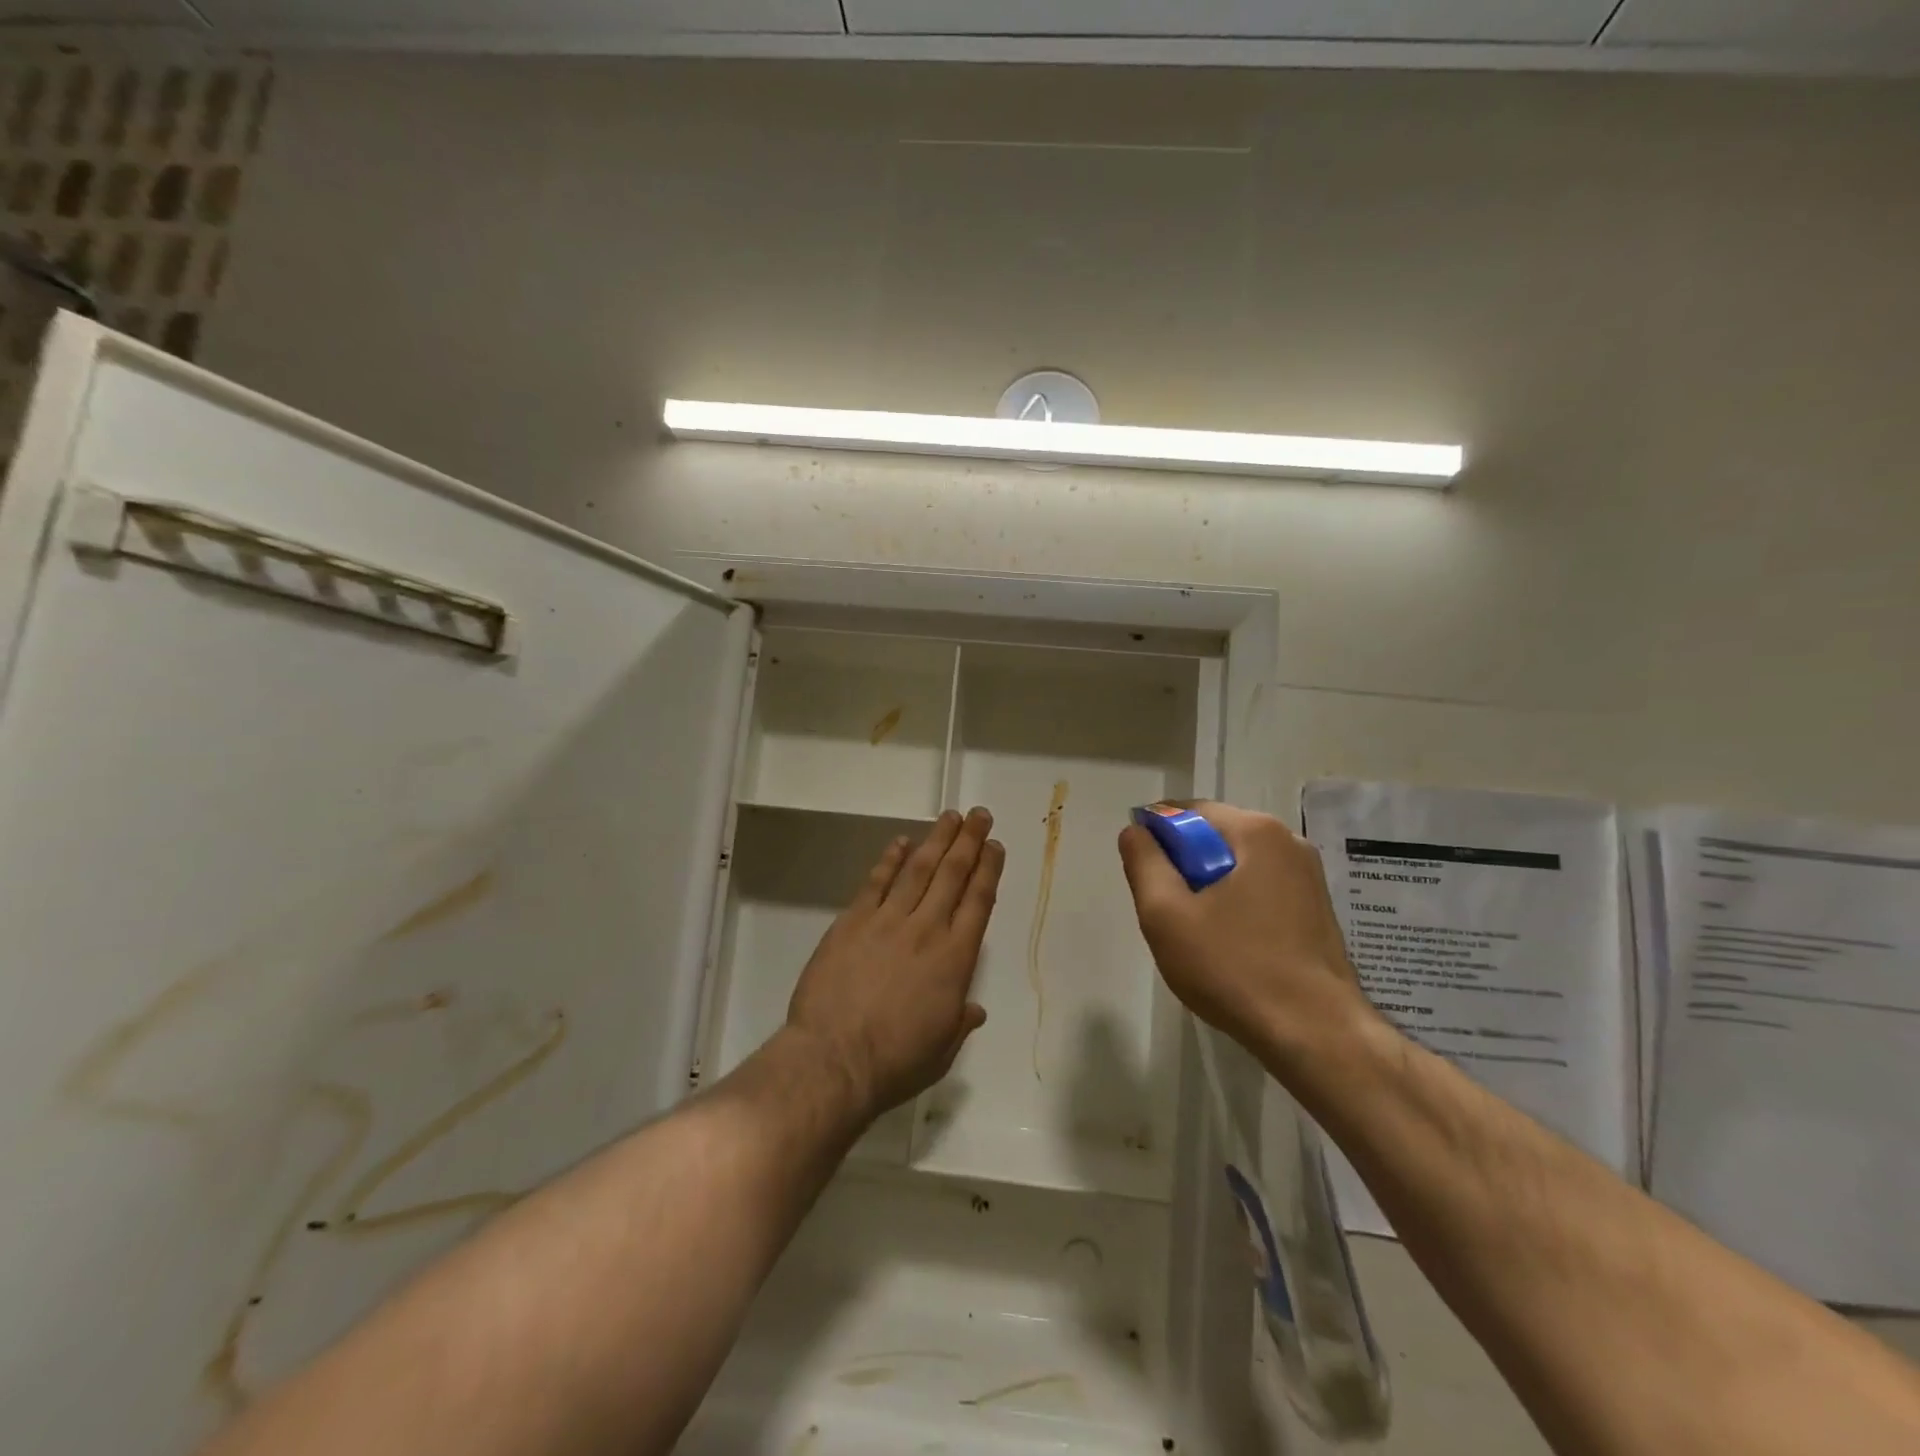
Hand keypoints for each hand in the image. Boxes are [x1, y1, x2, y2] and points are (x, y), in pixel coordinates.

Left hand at [787, 808, 1004, 1121]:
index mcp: (955, 959)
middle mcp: (927, 929)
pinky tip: (901, 842)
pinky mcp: (853, 921)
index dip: (989, 870)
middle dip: (969, 841)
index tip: (995, 846)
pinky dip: (890, 859)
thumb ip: (959, 1023)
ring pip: (918, 869)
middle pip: (953, 874)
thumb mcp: (941, 1050)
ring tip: (950, 817)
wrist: (834, 1059)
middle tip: (979, 814)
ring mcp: (887, 921)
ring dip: (937, 840)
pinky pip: (876, 882)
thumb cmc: (895, 1062)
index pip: (978, 902)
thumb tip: (974, 1010)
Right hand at [1118, 802, 1374, 1073]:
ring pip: (1236, 866)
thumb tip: (1135, 831)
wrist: (1316, 1034)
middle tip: (1168, 913)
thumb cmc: (1234, 967)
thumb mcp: (1166, 914)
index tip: (1144, 878)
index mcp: (1255, 831)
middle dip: (1183, 867)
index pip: (1187, 811)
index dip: (1155, 838)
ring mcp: (1308, 877)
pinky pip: (1260, 890)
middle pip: (1214, 838)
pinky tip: (1230, 948)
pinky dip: (1236, 907)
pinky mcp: (1317, 909)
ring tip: (1198, 936)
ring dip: (1209, 889)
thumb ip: (1144, 862)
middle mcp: (1288, 842)